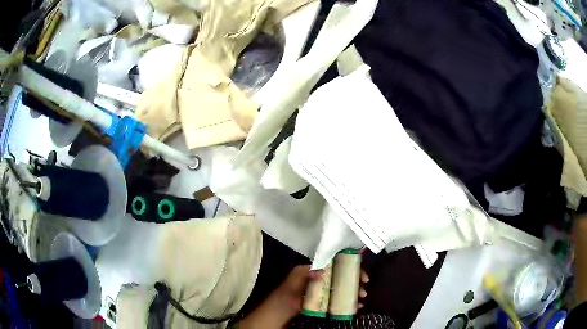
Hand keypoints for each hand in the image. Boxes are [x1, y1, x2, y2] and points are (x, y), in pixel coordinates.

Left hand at [238, 265, 368, 328]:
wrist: (271, 322)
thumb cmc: (279, 304)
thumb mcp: (289, 289)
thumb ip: (302, 276)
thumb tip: (321, 268)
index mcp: (309, 273)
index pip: (334, 264)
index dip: (350, 267)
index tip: (362, 276)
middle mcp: (316, 280)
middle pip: (340, 276)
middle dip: (354, 282)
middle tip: (364, 291)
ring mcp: (319, 293)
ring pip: (341, 289)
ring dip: (353, 292)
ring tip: (361, 300)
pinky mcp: (320, 304)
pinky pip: (337, 301)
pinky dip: (347, 303)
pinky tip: (355, 307)